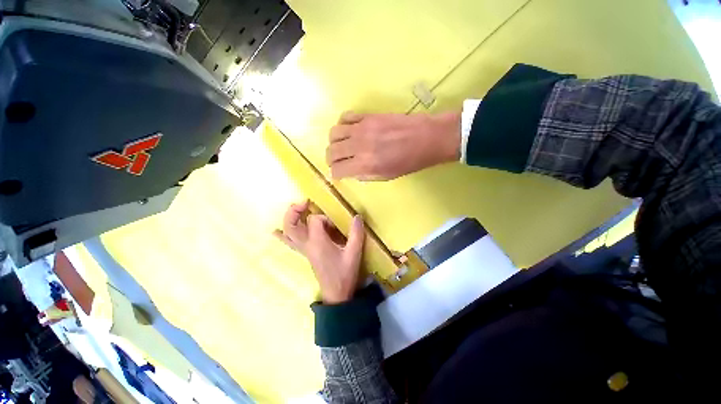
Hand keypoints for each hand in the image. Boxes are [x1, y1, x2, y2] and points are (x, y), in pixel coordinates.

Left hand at [274, 200, 365, 303]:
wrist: (336, 294)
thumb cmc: (344, 273)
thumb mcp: (354, 253)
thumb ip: (356, 233)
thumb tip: (357, 216)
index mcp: (318, 243)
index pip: (315, 221)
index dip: (325, 218)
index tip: (335, 226)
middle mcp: (307, 245)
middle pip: (292, 225)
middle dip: (295, 211)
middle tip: (304, 202)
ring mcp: (304, 250)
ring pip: (288, 233)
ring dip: (290, 218)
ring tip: (296, 208)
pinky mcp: (305, 254)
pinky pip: (290, 243)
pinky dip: (283, 236)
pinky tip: (275, 232)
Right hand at [326, 111, 461, 179]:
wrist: (426, 138)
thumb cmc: (409, 162)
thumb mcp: (386, 177)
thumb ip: (364, 175)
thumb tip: (350, 172)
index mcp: (365, 165)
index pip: (337, 170)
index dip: (335, 174)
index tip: (338, 174)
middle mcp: (359, 146)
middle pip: (332, 151)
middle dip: (331, 159)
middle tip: (337, 162)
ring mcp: (362, 128)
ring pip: (334, 133)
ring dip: (334, 142)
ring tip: (341, 146)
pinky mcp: (368, 116)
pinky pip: (345, 117)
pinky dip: (342, 125)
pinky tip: (349, 131)